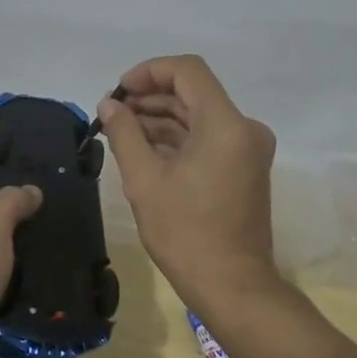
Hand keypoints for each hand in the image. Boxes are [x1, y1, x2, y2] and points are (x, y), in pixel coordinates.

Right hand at [96, 55, 280, 320]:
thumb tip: (109, 104)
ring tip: (120, 129)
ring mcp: (246, 148)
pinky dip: (176, 137)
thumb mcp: (144, 180)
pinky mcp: (243, 166)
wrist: (232, 287)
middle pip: (193, 92)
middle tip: (112, 112)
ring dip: (160, 117)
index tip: (119, 92)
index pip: (188, 70)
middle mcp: (244, 128)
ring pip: (198, 114)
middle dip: (150, 97)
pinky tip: (143, 146)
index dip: (149, 72)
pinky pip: (207, 137)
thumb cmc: (186, 233)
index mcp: (226, 125)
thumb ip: (124, 133)